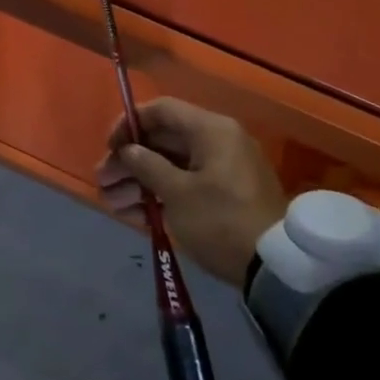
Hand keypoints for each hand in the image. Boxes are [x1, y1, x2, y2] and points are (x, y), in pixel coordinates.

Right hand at [96, 98, 286, 286]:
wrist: (276, 269)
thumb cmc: (221, 220)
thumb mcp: (177, 193)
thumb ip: (147, 165)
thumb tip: (129, 150)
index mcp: (210, 130)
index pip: (161, 110)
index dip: (129, 124)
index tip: (109, 147)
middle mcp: (218, 141)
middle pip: (163, 141)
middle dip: (129, 161)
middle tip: (103, 182)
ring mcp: (223, 170)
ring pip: (171, 166)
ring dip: (140, 182)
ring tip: (112, 203)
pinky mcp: (225, 196)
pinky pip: (186, 184)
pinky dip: (161, 195)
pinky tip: (135, 214)